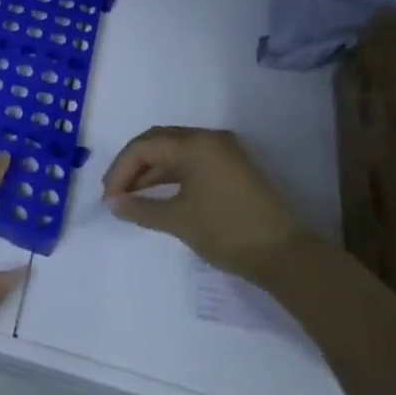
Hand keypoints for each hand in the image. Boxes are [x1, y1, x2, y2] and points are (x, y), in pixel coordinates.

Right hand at [103, 126, 301, 277]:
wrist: (285, 255)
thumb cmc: (227, 232)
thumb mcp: (178, 220)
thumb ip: (141, 208)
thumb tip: (114, 204)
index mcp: (196, 144)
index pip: (145, 146)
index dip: (121, 170)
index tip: (110, 198)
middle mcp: (209, 139)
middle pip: (159, 142)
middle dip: (133, 167)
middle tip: (116, 194)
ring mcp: (224, 152)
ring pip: (175, 153)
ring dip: (151, 172)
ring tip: (132, 198)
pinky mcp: (233, 168)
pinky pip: (192, 162)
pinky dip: (171, 176)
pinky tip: (158, 195)